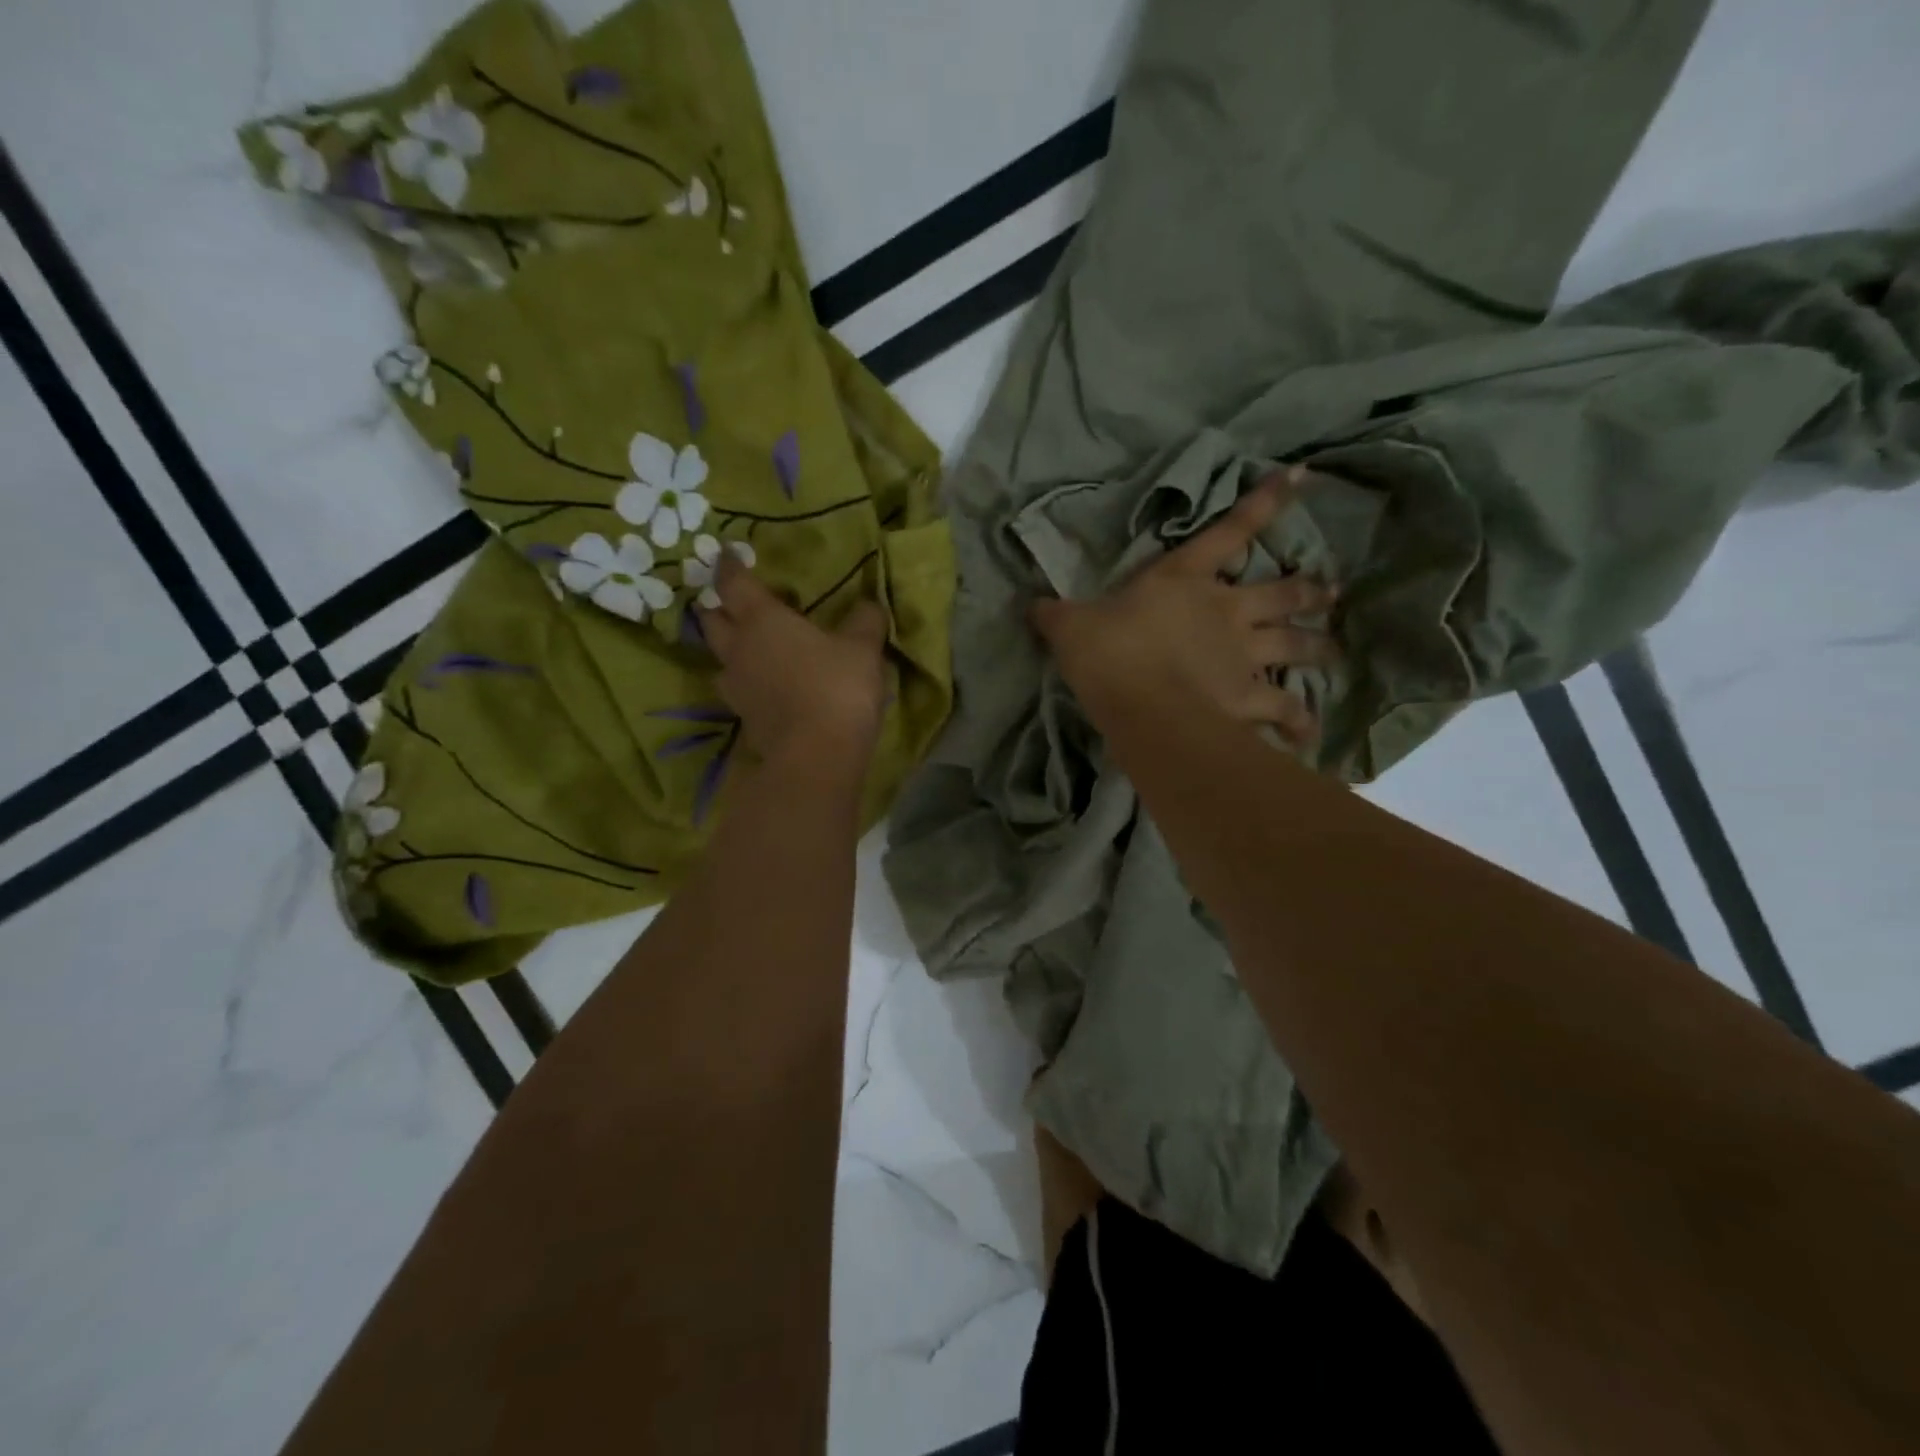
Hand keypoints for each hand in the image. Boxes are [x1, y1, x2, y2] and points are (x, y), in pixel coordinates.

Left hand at [698, 554, 887, 775]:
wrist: (817, 756)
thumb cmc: (838, 687)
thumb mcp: (863, 648)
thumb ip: (864, 621)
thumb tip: (868, 604)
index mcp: (762, 620)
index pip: (734, 584)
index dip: (728, 566)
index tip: (725, 553)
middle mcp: (740, 650)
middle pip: (713, 621)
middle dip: (717, 607)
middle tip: (728, 602)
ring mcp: (737, 688)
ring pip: (721, 659)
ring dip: (729, 649)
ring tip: (746, 647)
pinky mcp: (744, 719)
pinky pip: (739, 691)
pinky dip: (748, 682)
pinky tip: (766, 686)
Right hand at [1031, 468, 1336, 747]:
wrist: (1140, 704)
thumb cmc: (1108, 654)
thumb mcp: (1070, 627)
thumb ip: (1056, 615)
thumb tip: (1030, 606)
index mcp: (1183, 580)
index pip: (1229, 531)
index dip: (1265, 502)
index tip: (1301, 476)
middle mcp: (1225, 610)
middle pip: (1280, 592)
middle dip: (1307, 590)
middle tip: (1330, 590)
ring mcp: (1243, 655)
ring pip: (1294, 644)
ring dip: (1317, 646)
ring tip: (1334, 649)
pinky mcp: (1248, 698)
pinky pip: (1284, 710)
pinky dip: (1298, 723)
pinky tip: (1308, 734)